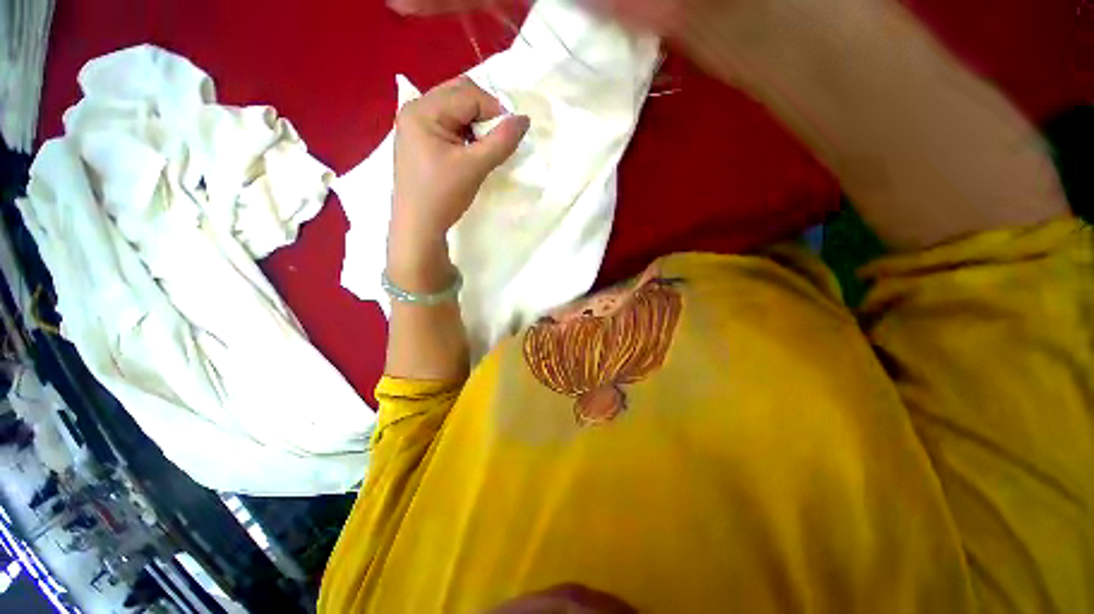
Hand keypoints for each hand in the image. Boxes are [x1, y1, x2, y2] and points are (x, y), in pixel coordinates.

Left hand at [388, 76, 529, 291]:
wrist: (418, 227)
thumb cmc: (442, 196)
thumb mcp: (475, 167)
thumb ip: (501, 141)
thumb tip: (525, 119)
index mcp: (423, 110)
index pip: (468, 94)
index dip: (495, 110)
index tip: (510, 135)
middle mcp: (415, 110)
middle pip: (459, 94)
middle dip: (485, 113)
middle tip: (498, 139)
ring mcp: (415, 126)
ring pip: (454, 110)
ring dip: (475, 124)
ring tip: (484, 149)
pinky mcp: (419, 141)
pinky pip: (448, 125)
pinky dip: (465, 134)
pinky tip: (470, 153)